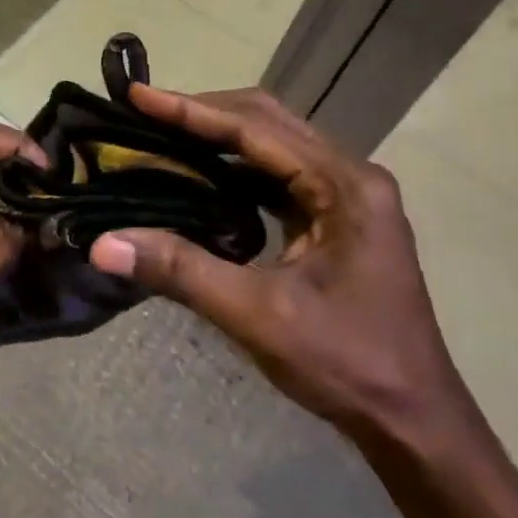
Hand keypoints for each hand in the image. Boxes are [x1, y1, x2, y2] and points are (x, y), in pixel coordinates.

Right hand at [88, 87, 469, 447]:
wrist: (415, 423)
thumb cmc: (347, 365)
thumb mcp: (258, 317)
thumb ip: (181, 271)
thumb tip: (102, 245)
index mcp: (344, 185)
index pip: (255, 129)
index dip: (192, 110)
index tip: (138, 95)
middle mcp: (351, 176)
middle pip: (267, 122)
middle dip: (204, 113)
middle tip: (145, 111)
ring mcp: (348, 197)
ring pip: (274, 145)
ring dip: (219, 137)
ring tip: (164, 134)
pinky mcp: (339, 219)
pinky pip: (280, 176)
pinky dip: (236, 169)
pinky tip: (201, 177)